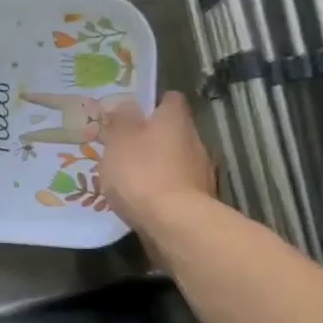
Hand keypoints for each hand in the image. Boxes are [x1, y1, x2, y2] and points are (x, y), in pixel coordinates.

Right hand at [99, 91, 216, 236]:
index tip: (134, 113)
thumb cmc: (142, 173)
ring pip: (177, 160)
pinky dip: (165, 190)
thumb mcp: (119, 141)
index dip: (153, 103)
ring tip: (133, 180)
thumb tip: (128, 104)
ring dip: (159, 165)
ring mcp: (202, 171)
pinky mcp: (201, 199)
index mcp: (175, 119)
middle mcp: (195, 139)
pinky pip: (179, 186)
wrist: (175, 224)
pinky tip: (146, 202)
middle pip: (174, 131)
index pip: (170, 99)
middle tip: (127, 149)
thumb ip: (122, 121)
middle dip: (153, 138)